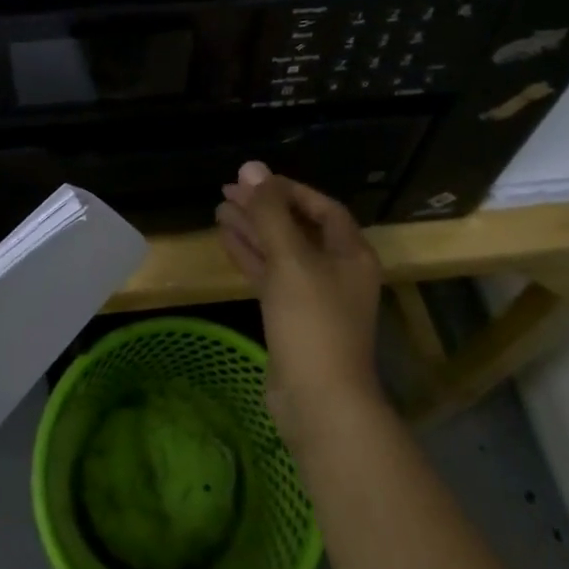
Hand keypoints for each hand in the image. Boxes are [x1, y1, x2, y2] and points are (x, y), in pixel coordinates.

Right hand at [216, 161, 383, 438]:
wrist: (319, 401)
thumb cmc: (313, 321)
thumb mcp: (291, 259)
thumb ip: (270, 212)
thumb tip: (251, 168)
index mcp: (350, 253)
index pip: (321, 207)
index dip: (288, 189)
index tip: (254, 180)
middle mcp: (336, 270)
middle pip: (298, 227)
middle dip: (264, 207)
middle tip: (227, 190)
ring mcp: (314, 296)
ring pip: (280, 251)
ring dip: (253, 229)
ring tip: (219, 209)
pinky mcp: (293, 318)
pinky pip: (270, 276)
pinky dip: (250, 256)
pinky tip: (226, 239)